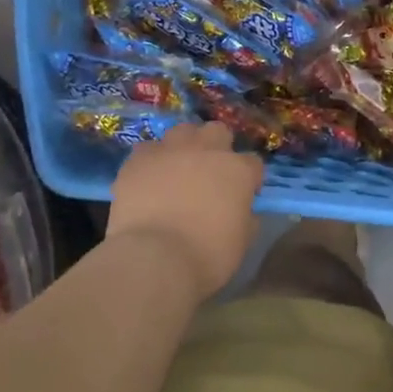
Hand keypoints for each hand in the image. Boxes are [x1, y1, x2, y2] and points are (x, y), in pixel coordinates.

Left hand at [106, 123, 263, 301]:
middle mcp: (207, 150)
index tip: (243, 196)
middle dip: (217, 147)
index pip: (253, 162)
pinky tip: (148, 178)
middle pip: (218, 132)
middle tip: (210, 173)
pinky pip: (147, 150)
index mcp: (238, 170)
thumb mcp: (241, 243)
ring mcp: (171, 151)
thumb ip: (246, 218)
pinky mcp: (139, 160)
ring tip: (177, 169)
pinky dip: (150, 161)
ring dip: (184, 146)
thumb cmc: (206, 256)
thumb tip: (244, 211)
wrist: (154, 260)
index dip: (249, 178)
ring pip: (182, 131)